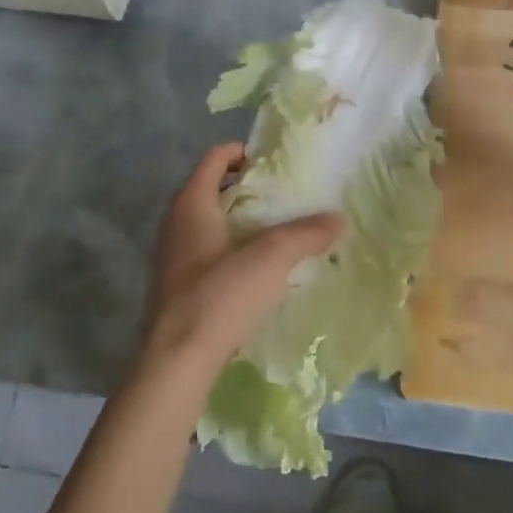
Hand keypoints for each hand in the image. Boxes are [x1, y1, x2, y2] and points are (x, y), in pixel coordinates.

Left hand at [141, 143, 342, 381]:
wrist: (178, 361)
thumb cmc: (220, 295)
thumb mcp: (272, 258)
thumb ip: (306, 234)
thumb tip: (338, 219)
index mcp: (191, 204)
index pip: (215, 158)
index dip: (244, 151)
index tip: (276, 162)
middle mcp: (176, 223)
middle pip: (214, 189)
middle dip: (249, 188)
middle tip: (287, 196)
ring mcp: (174, 257)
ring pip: (212, 223)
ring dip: (243, 221)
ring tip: (281, 232)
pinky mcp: (178, 287)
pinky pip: (210, 253)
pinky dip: (234, 250)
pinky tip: (261, 270)